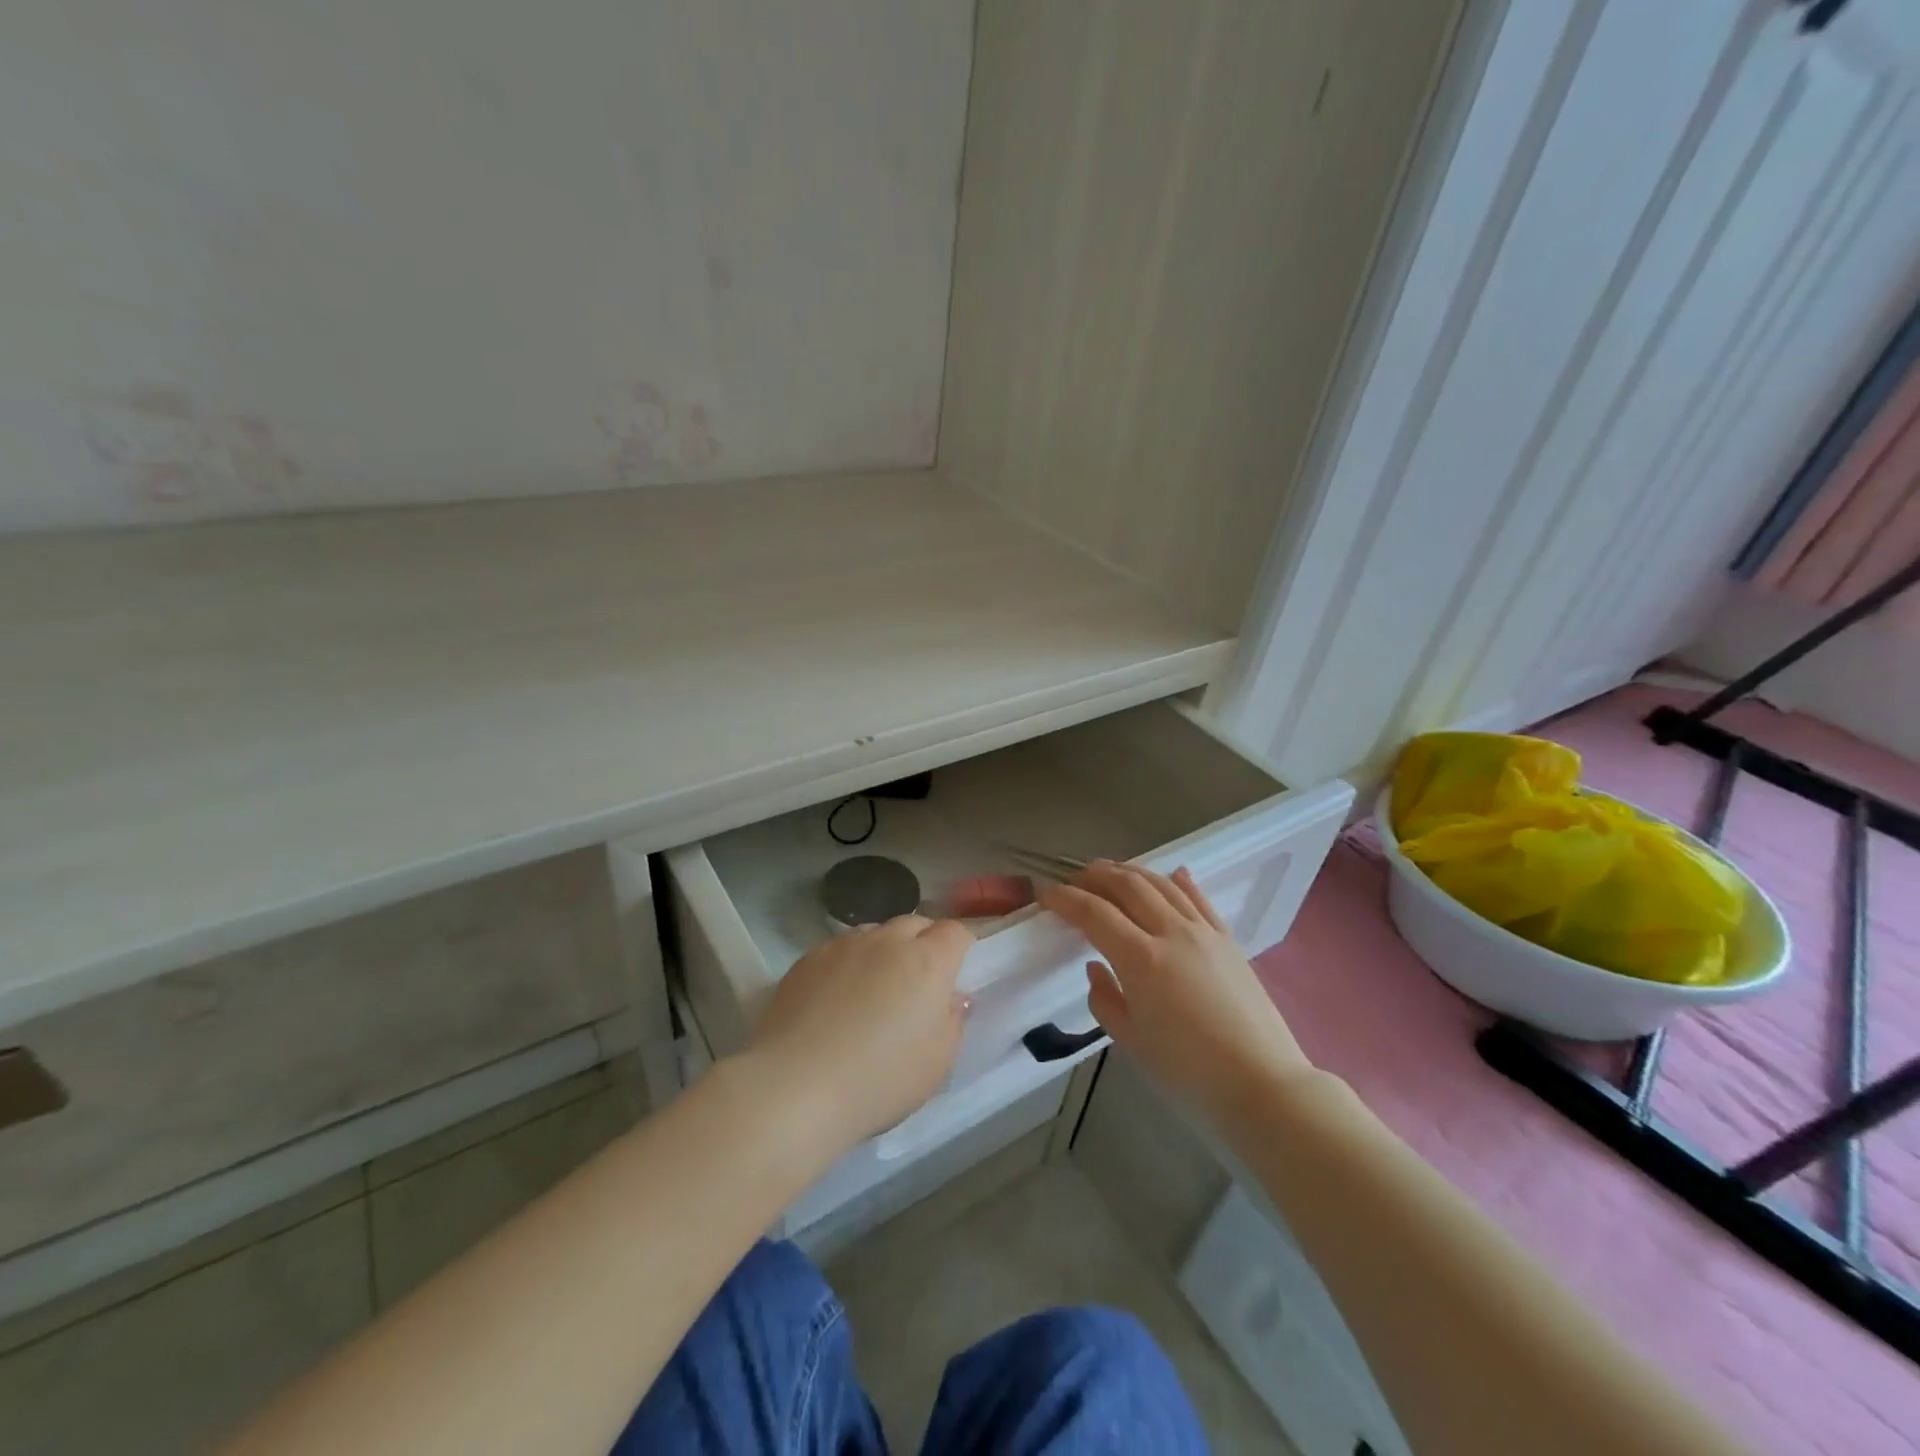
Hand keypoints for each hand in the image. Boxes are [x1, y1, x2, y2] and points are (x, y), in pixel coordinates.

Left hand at [746, 915, 972, 1157]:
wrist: (796, 1085)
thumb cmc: (880, 1079)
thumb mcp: (937, 1062)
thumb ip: (952, 1021)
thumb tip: (952, 998)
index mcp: (927, 962)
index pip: (955, 932)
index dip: (960, 947)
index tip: (955, 972)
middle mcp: (887, 941)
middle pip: (915, 923)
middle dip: (923, 943)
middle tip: (917, 982)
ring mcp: (844, 946)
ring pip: (875, 933)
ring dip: (884, 950)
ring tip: (873, 988)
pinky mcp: (808, 959)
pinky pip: (839, 949)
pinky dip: (848, 964)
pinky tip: (835, 998)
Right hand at [1039, 862, 1311, 1120]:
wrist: (1263, 1084)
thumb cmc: (1189, 1072)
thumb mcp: (1132, 1042)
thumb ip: (1105, 1000)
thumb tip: (1096, 968)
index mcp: (1141, 959)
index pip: (1094, 913)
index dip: (1066, 899)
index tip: (1046, 893)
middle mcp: (1171, 932)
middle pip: (1128, 886)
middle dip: (1096, 876)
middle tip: (1074, 878)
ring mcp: (1204, 932)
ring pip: (1161, 884)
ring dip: (1131, 871)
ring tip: (1111, 871)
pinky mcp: (1228, 940)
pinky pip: (1199, 899)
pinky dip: (1180, 882)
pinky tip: (1172, 873)